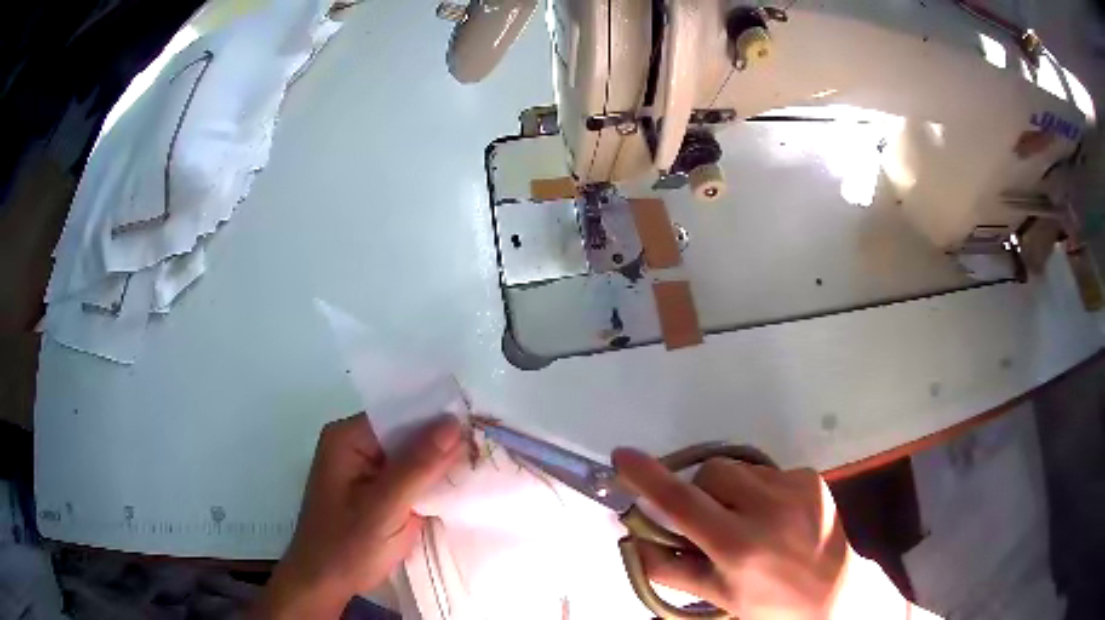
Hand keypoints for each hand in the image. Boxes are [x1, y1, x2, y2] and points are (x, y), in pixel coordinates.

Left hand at [254, 413, 464, 617]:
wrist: (325, 584)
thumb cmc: (347, 546)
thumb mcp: (385, 507)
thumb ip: (419, 466)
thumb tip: (455, 423)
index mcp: (348, 438)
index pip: (401, 414)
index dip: (439, 419)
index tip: (481, 426)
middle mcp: (355, 445)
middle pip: (406, 433)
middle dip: (443, 443)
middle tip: (488, 448)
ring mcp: (364, 469)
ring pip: (410, 456)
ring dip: (439, 465)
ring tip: (483, 464)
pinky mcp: (375, 490)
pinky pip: (408, 476)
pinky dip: (430, 483)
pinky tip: (458, 487)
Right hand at [612, 449, 851, 619]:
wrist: (831, 592)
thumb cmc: (767, 603)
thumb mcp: (714, 594)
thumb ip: (666, 566)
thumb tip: (630, 534)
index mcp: (738, 547)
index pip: (682, 504)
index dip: (649, 478)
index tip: (622, 456)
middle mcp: (769, 510)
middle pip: (710, 473)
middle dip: (699, 492)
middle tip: (710, 521)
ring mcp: (795, 488)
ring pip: (738, 468)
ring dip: (730, 490)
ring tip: (747, 519)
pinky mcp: (812, 477)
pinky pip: (767, 471)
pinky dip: (759, 490)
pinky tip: (775, 516)